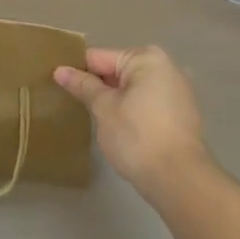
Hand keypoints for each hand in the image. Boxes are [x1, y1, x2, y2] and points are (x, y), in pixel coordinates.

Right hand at [53, 46, 209, 194]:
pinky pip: (148, 103)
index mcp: (145, 58)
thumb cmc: (137, 137)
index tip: (57, 84)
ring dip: (115, 100)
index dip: (77, 71)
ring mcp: (177, 91)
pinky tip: (120, 130)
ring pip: (133, 89)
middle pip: (118, 71)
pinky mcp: (182, 114)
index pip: (99, 58)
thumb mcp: (104, 109)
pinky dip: (133, 111)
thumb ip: (83, 86)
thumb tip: (60, 70)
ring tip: (94, 118)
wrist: (180, 180)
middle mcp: (165, 67)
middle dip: (98, 86)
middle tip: (74, 104)